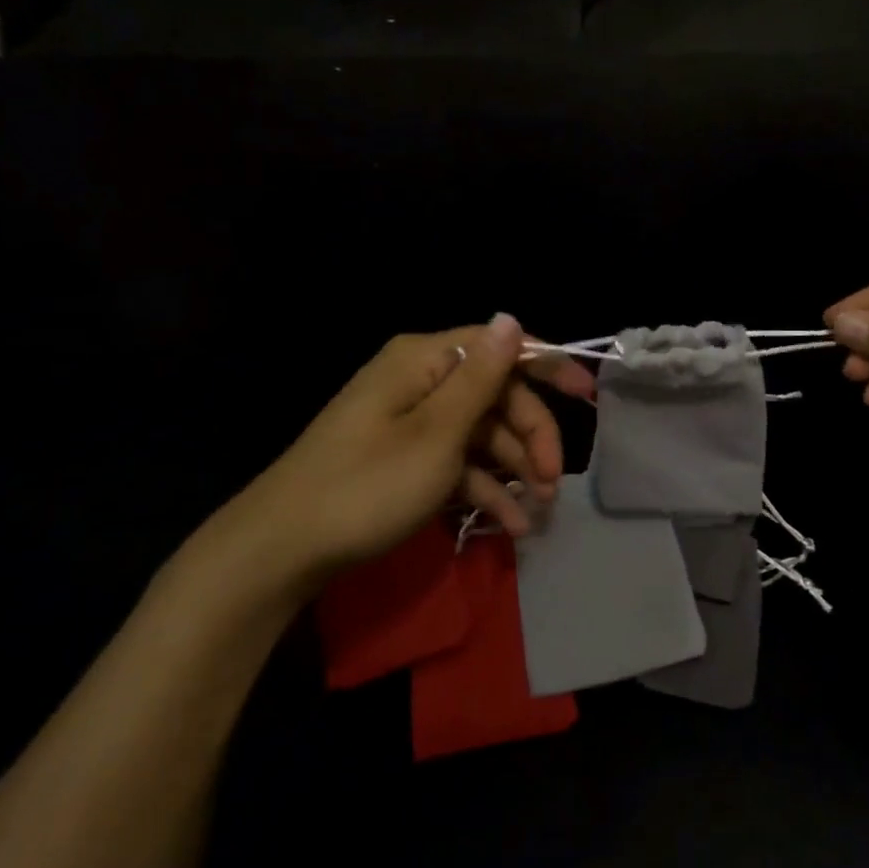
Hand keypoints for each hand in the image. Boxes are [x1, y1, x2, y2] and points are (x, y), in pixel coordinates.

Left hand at [204, 314, 594, 597]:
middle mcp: (420, 381)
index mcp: (425, 360)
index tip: (588, 395)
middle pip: (496, 396)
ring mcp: (411, 422)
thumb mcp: (436, 433)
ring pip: (481, 434)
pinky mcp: (405, 459)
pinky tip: (510, 527)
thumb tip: (512, 318)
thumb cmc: (367, 484)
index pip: (500, 347)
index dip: (548, 366)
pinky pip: (457, 464)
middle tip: (554, 482)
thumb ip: (482, 376)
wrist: (281, 549)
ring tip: (538, 514)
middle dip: (531, 437)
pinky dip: (483, 490)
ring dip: (513, 471)